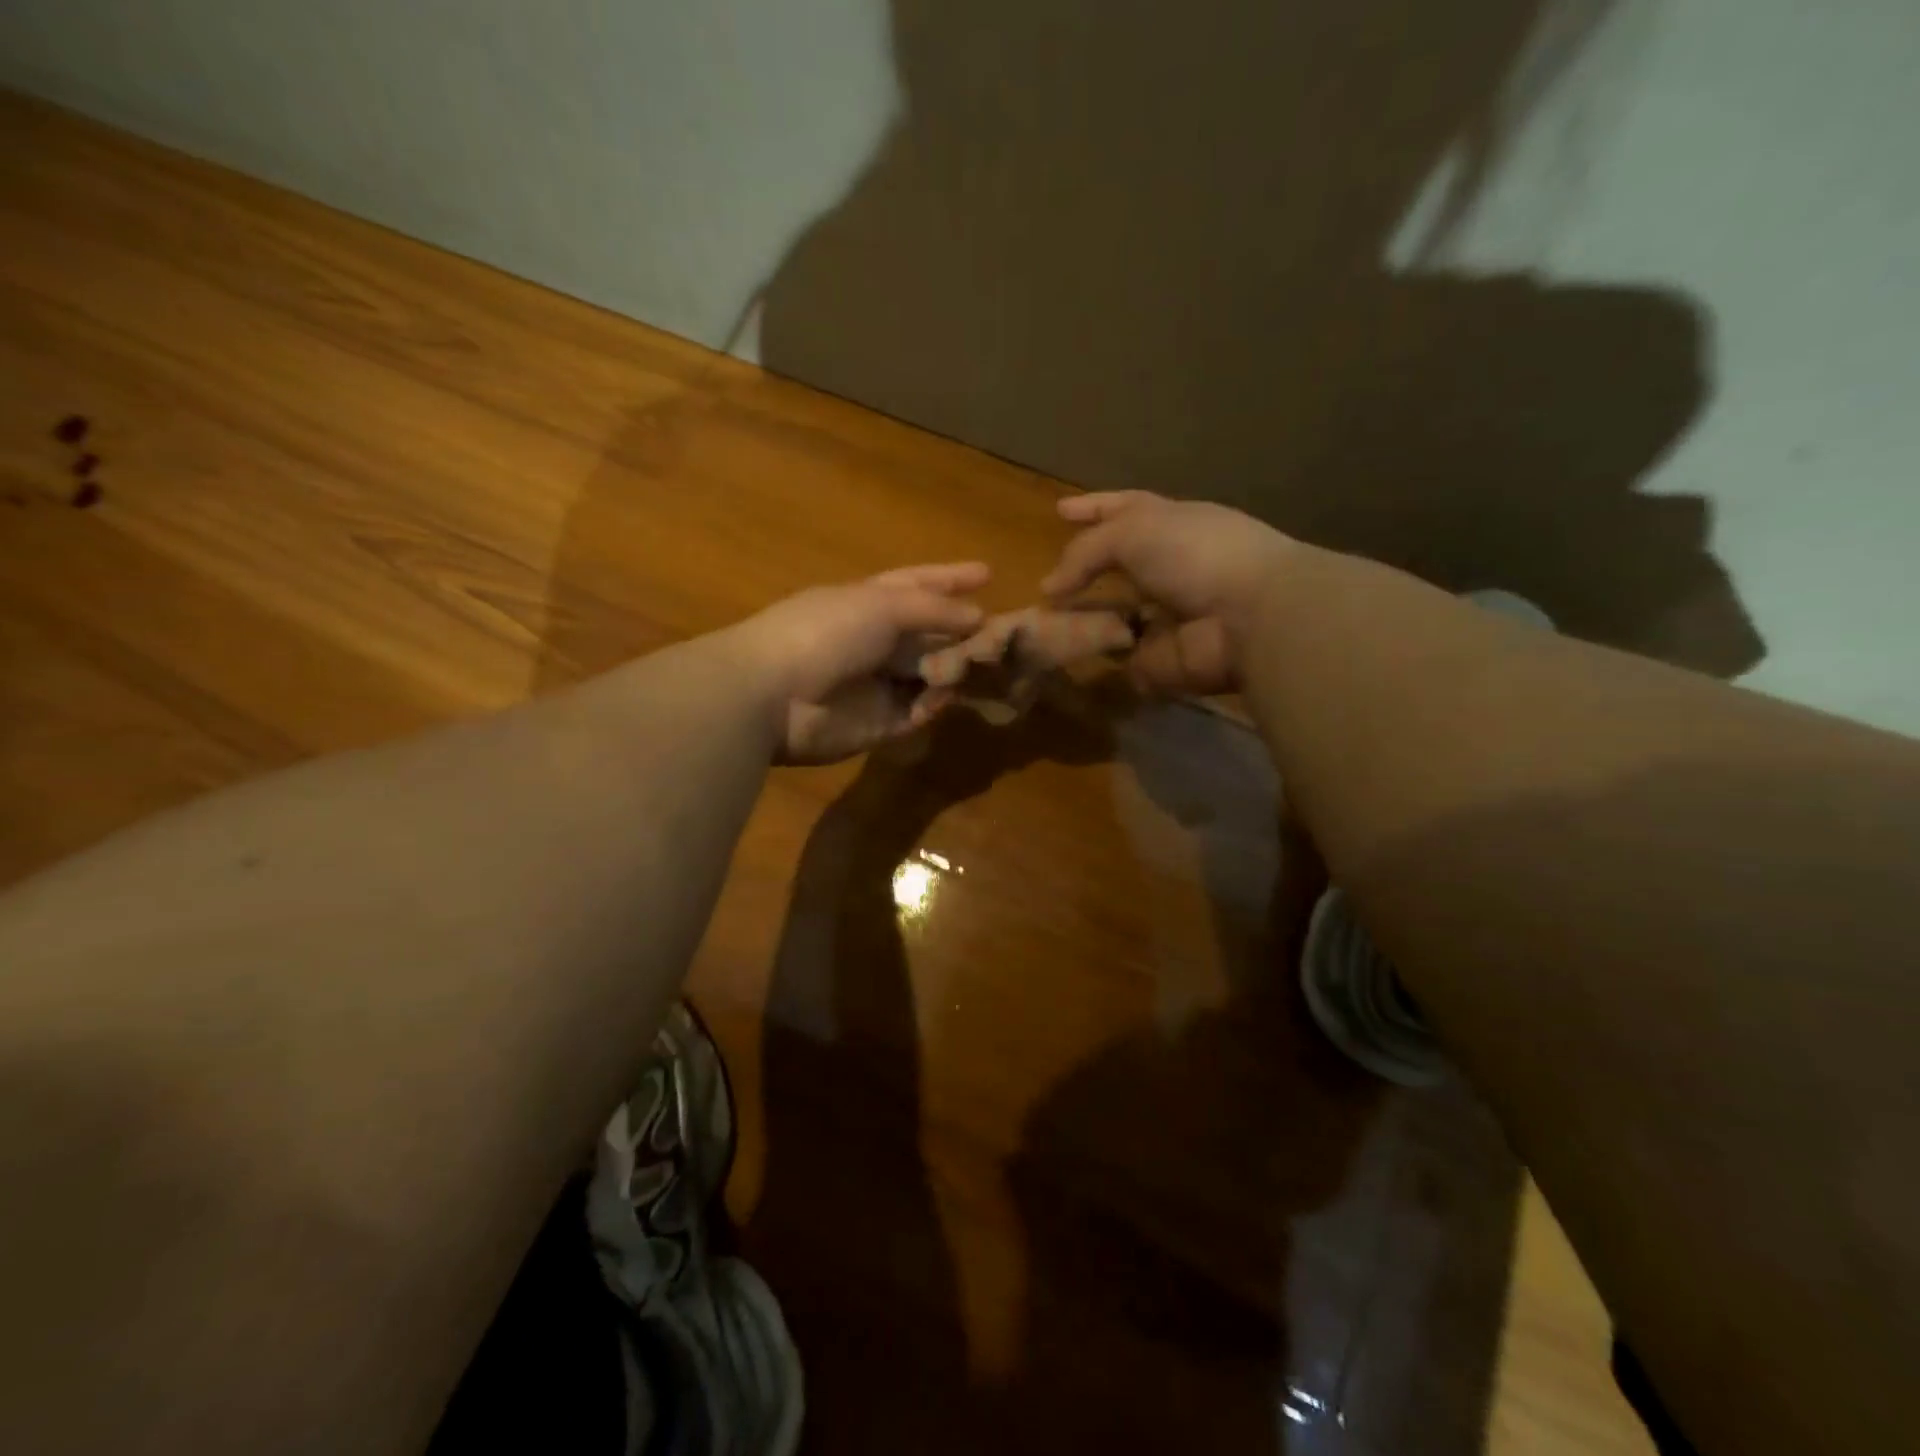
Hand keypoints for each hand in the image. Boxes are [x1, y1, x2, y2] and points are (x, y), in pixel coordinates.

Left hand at [733, 563, 989, 763]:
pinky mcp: (878, 724)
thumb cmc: (825, 631)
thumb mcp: (882, 604)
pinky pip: (917, 712)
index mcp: (869, 602)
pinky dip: (932, 704)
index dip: (950, 579)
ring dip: (953, 670)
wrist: (772, 693)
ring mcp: (876, 684)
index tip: (987, 574)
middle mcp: (876, 641)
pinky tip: (938, 697)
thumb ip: (933, 609)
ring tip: (977, 667)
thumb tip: (977, 616)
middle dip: (963, 633)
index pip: (918, 585)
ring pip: (929, 674)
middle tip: (1002, 636)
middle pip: (930, 634)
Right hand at [1040, 491, 1297, 695]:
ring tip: (1044, 622)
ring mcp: (1167, 616)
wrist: (1247, 617)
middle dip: (1083, 575)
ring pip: (1115, 616)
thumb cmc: (1195, 554)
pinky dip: (1100, 658)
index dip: (1092, 508)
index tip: (1059, 510)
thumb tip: (1049, 587)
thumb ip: (1086, 552)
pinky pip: (1121, 659)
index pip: (1123, 510)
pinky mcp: (1163, 659)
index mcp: (1170, 525)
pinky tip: (1068, 654)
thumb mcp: (1133, 531)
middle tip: (1047, 586)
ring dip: (1084, 620)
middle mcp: (1169, 567)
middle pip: (1117, 568)